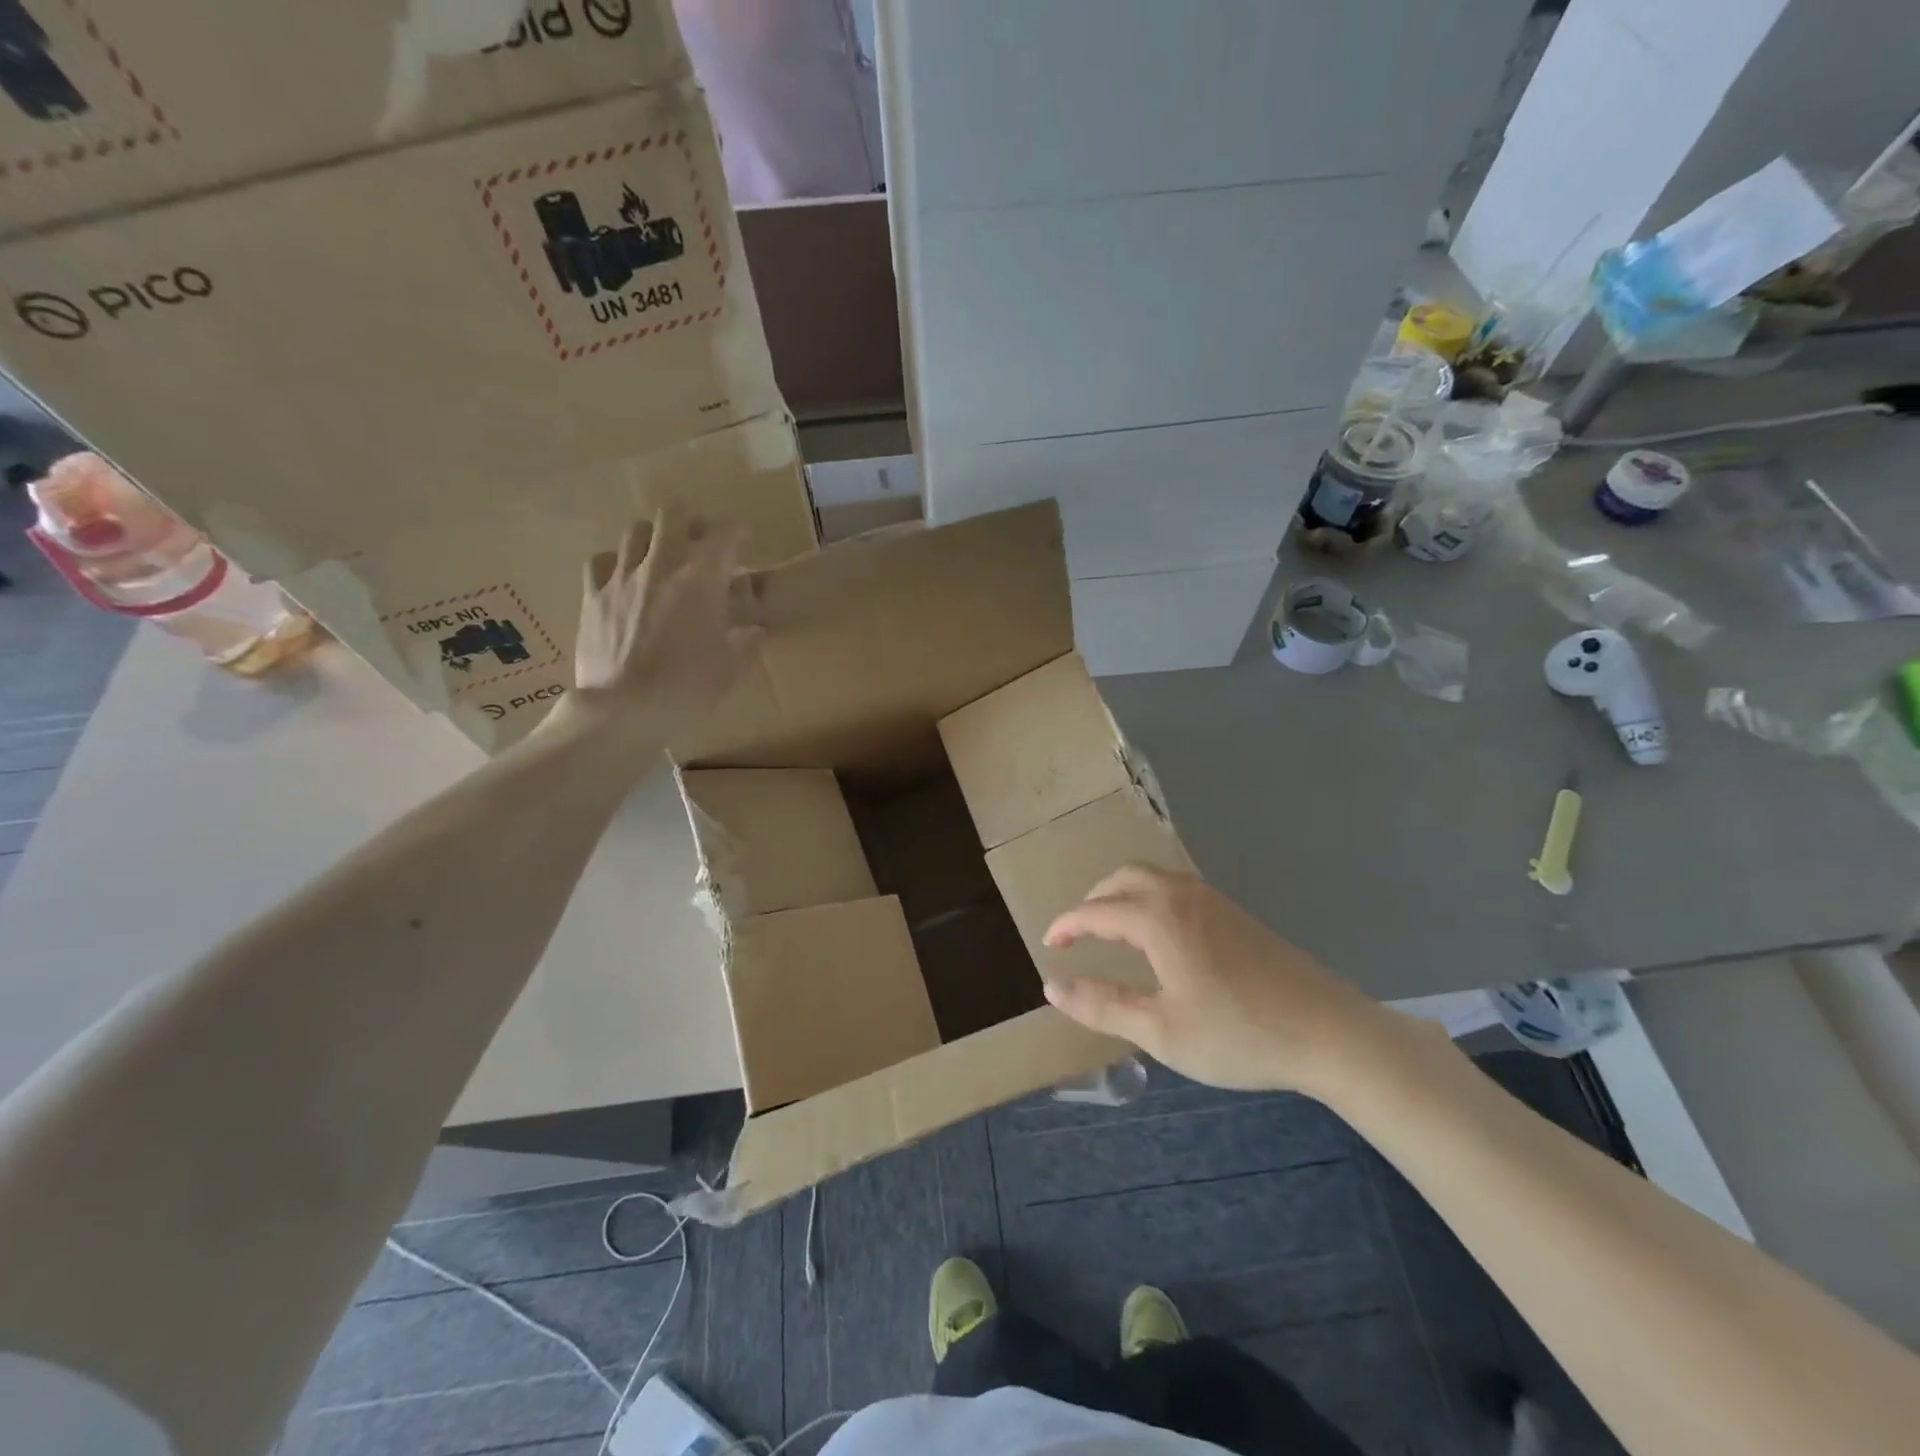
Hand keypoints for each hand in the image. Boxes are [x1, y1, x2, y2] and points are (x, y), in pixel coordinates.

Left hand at [565, 507, 762, 742]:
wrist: (623, 709)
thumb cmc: (686, 689)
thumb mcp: (730, 669)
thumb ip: (746, 643)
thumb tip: (755, 630)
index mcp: (701, 581)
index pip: (725, 535)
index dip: (738, 532)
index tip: (745, 541)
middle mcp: (661, 567)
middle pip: (673, 516)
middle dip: (692, 520)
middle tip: (700, 538)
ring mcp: (622, 579)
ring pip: (635, 531)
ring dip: (654, 537)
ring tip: (662, 555)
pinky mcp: (593, 597)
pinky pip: (601, 562)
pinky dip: (616, 562)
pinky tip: (623, 576)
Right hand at [1042, 866, 1415, 1096]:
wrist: (1330, 1033)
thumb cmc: (1238, 1034)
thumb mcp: (1160, 1031)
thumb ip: (1102, 1005)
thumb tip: (1052, 985)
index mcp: (1158, 918)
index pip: (1096, 911)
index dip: (1067, 925)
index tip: (1049, 944)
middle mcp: (1182, 895)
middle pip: (1123, 878)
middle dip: (1093, 900)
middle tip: (1078, 934)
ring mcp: (1214, 900)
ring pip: (1153, 878)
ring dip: (1123, 894)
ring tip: (1112, 930)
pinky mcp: (1236, 913)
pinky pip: (1177, 888)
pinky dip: (1150, 898)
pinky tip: (1159, 935)